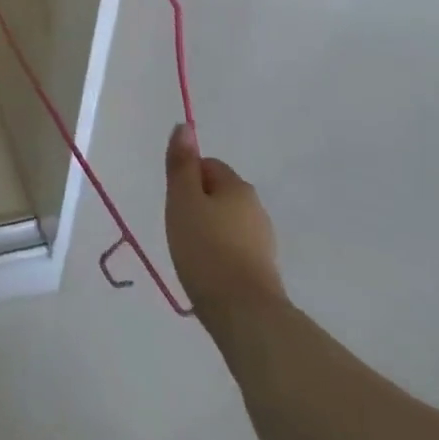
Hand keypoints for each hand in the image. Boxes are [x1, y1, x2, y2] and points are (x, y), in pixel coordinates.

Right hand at [165, 124, 287, 334]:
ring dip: (208, 229)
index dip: (186, 178)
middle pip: (218, 192)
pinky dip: (219, 252)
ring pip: (227, 221)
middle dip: (197, 204)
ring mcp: (263, 240)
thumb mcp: (182, 199)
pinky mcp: (263, 269)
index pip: (208, 165)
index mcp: (237, 186)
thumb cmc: (205, 247)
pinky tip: (207, 269)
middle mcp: (256, 207)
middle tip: (179, 225)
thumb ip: (182, 163)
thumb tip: (185, 126)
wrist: (244, 313)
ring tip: (191, 251)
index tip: (175, 202)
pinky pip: (234, 247)